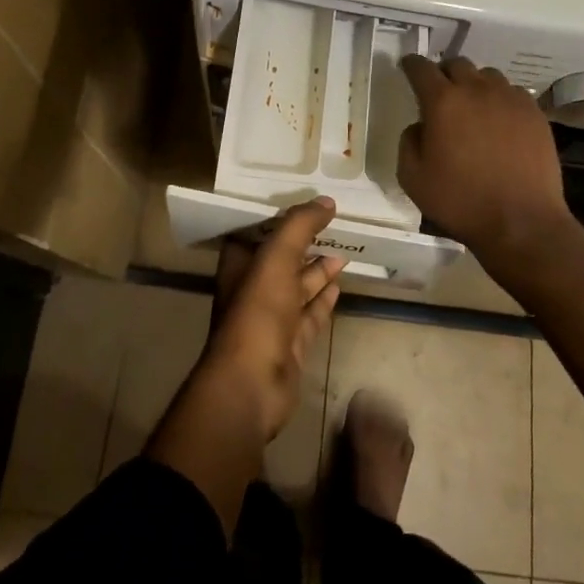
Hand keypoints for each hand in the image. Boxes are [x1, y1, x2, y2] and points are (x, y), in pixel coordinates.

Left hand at [196, 197, 345, 440]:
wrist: (253, 383)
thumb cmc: (258, 311)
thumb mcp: (277, 257)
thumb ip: (300, 225)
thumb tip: (327, 201)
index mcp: (239, 265)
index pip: (257, 231)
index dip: (278, 216)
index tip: (302, 200)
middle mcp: (253, 288)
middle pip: (281, 258)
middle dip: (304, 242)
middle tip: (332, 223)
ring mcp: (272, 318)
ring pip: (298, 286)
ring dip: (318, 269)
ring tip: (344, 250)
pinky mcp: (291, 343)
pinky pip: (310, 313)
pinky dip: (324, 298)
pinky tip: (339, 284)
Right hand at [398, 56, 573, 259]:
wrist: (522, 222)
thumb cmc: (461, 201)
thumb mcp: (413, 178)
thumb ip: (409, 142)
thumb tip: (420, 126)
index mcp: (443, 102)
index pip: (421, 68)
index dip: (411, 65)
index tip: (407, 66)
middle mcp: (476, 90)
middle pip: (457, 64)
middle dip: (444, 73)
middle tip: (441, 92)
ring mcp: (510, 98)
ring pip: (487, 76)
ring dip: (475, 85)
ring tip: (474, 107)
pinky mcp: (534, 113)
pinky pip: (513, 93)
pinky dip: (501, 100)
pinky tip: (501, 122)